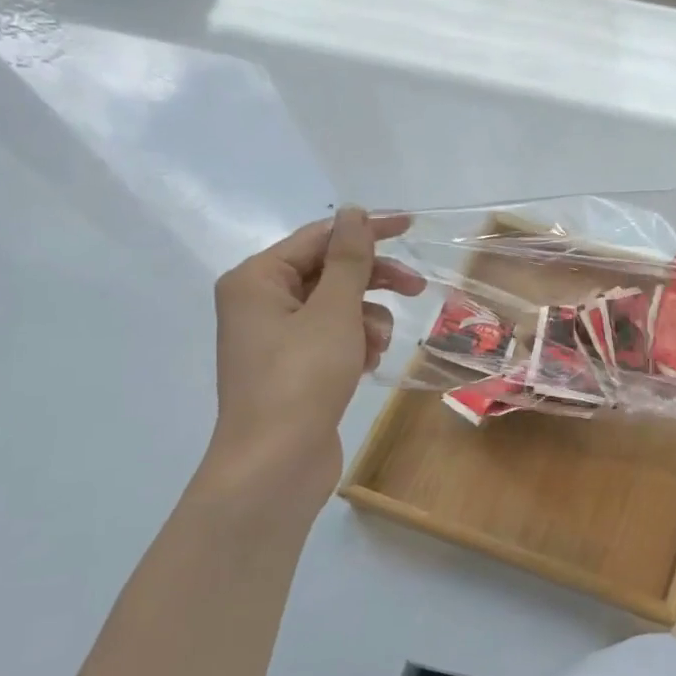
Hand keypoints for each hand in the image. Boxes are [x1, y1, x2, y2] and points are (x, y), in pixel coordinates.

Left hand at [203, 208, 423, 511]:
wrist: (276, 463)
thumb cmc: (301, 378)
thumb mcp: (334, 311)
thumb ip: (348, 259)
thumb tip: (352, 212)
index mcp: (257, 279)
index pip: (320, 238)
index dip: (367, 230)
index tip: (411, 226)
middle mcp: (260, 302)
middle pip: (329, 272)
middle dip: (374, 282)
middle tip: (418, 288)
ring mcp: (275, 337)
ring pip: (336, 307)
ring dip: (367, 319)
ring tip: (376, 346)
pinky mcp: (292, 367)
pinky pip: (332, 336)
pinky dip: (355, 343)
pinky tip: (366, 365)